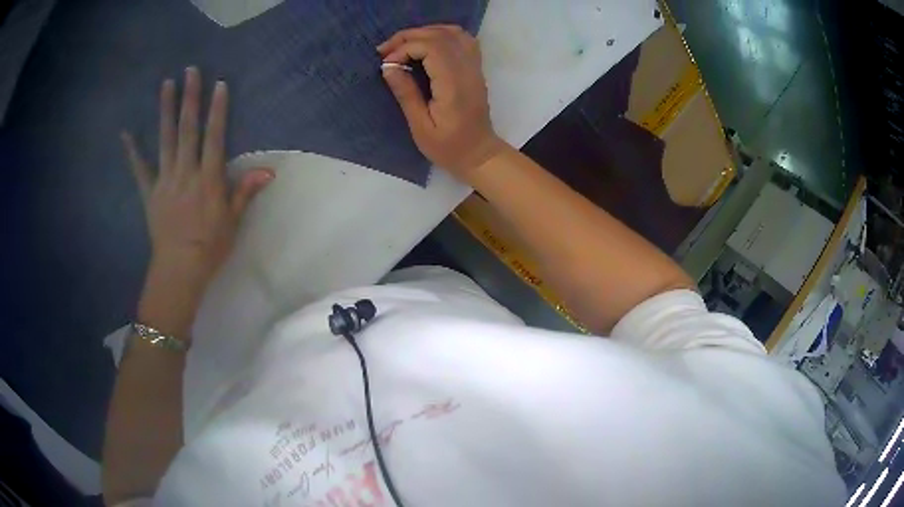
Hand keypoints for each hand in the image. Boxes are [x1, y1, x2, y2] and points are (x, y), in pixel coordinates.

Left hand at [121, 67, 273, 333]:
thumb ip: (245, 192)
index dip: (217, 110)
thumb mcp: (232, 222)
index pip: (214, 137)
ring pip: (165, 140)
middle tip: (190, 71)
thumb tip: (268, 171)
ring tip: (166, 85)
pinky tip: (126, 133)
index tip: (219, 85)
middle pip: (187, 130)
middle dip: (190, 98)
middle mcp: (185, 173)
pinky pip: (139, 169)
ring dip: (165, 111)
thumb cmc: (209, 248)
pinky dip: (132, 151)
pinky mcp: (149, 193)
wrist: (178, 272)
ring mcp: (164, 181)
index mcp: (208, 180)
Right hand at [378, 25, 508, 182]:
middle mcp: (467, 70)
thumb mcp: (421, 127)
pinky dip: (441, 34)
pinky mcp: (475, 68)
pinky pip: (463, 39)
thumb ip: (406, 94)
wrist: (479, 153)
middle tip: (385, 50)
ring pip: (452, 33)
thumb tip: (388, 67)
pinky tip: (426, 44)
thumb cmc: (448, 147)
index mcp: (453, 85)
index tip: (386, 63)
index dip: (405, 48)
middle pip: (439, 36)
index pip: (431, 48)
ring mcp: (474, 67)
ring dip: (424, 32)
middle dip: (408, 37)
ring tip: (402, 44)